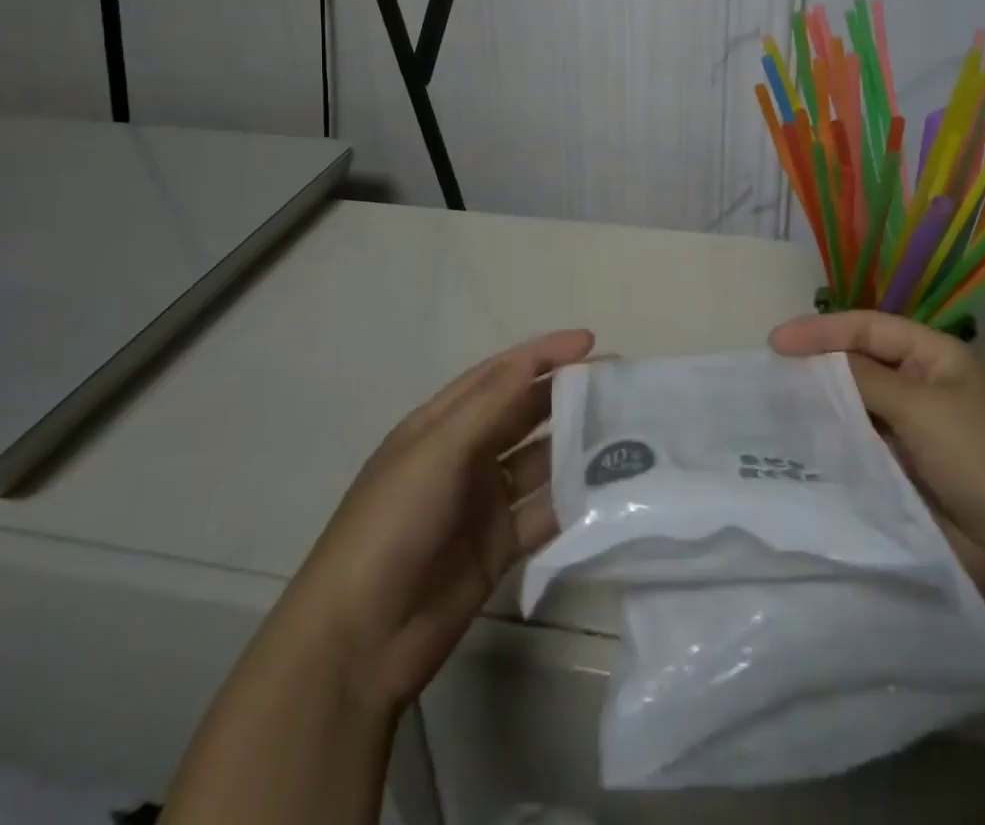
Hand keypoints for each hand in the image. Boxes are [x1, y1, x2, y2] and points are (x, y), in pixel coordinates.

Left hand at [284, 328, 594, 718]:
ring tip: (626, 434)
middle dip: (568, 395)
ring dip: (577, 448)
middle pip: (525, 413)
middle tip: (621, 385)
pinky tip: (608, 492)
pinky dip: (573, 501)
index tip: (591, 342)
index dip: (544, 354)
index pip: (501, 374)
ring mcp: (483, 502)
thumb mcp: (436, 453)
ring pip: (540, 462)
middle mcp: (465, 455)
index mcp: (442, 423)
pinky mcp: (499, 547)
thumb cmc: (391, 526)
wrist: (358, 641)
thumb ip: (489, 406)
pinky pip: (543, 513)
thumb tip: (535, 360)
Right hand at [771, 310, 984, 627]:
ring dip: (821, 402)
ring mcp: (912, 429)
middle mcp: (921, 385)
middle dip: (817, 363)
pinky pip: (859, 442)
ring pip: (855, 404)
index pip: (868, 329)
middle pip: (859, 362)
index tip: (776, 341)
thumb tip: (816, 362)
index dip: (821, 330)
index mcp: (935, 356)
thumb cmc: (980, 458)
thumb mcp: (921, 407)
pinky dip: (832, 438)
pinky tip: (801, 438)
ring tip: (775, 402)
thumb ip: (863, 378)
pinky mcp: (902, 468)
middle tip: (770, 370)